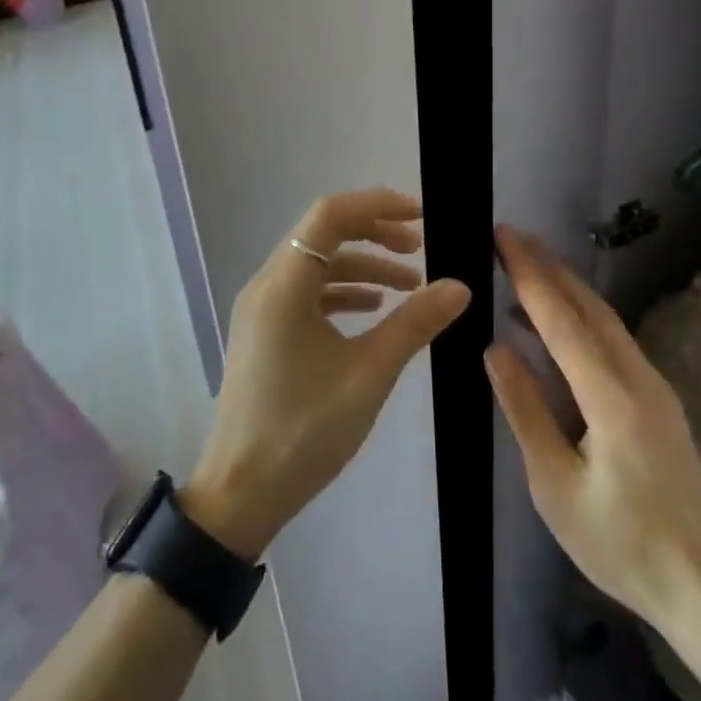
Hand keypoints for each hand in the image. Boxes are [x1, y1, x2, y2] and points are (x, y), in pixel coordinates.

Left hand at [182, 189, 470, 559]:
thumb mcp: (368, 374)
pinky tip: (374, 308)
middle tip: (419, 249)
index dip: (377, 205)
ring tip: (409, 283)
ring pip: (316, 262)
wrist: (240, 496)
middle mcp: (267, 284)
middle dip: (374, 232)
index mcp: (284, 285)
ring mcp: (262, 308)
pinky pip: (307, 291)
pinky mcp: (264, 330)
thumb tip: (460, 286)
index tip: (421, 217)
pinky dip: (343, 290)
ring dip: (363, 264)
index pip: (330, 215)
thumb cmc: (304, 431)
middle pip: (322, 233)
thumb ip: (414, 323)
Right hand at [487, 227, 700, 636]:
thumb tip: (495, 348)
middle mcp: (638, 377)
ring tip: (527, 270)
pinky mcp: (661, 402)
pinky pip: (615, 342)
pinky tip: (558, 331)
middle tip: (512, 238)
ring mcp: (655, 387)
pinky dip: (582, 320)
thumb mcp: (556, 488)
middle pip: (589, 306)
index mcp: (611, 396)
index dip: (529, 274)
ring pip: (606, 321)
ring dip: (567, 290)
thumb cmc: (622, 544)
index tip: (503, 235)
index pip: (560, 319)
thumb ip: (526, 411)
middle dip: (549, 267)